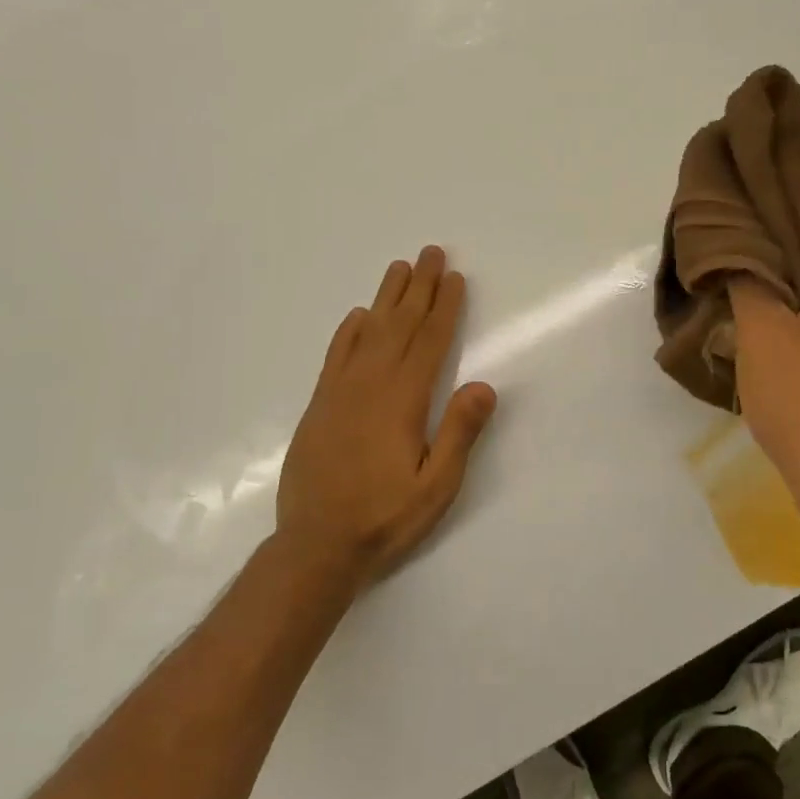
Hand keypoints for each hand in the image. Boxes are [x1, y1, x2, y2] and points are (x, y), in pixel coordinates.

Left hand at [274, 246, 497, 590]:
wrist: (315, 545)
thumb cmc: (385, 517)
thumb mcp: (436, 487)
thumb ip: (459, 433)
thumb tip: (484, 385)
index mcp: (404, 400)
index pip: (431, 342)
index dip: (445, 307)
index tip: (455, 278)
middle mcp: (372, 385)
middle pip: (401, 325)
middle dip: (420, 287)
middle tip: (431, 253)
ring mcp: (341, 392)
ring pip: (369, 332)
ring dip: (387, 298)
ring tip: (400, 267)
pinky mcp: (320, 405)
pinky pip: (336, 355)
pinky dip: (349, 330)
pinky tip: (358, 315)